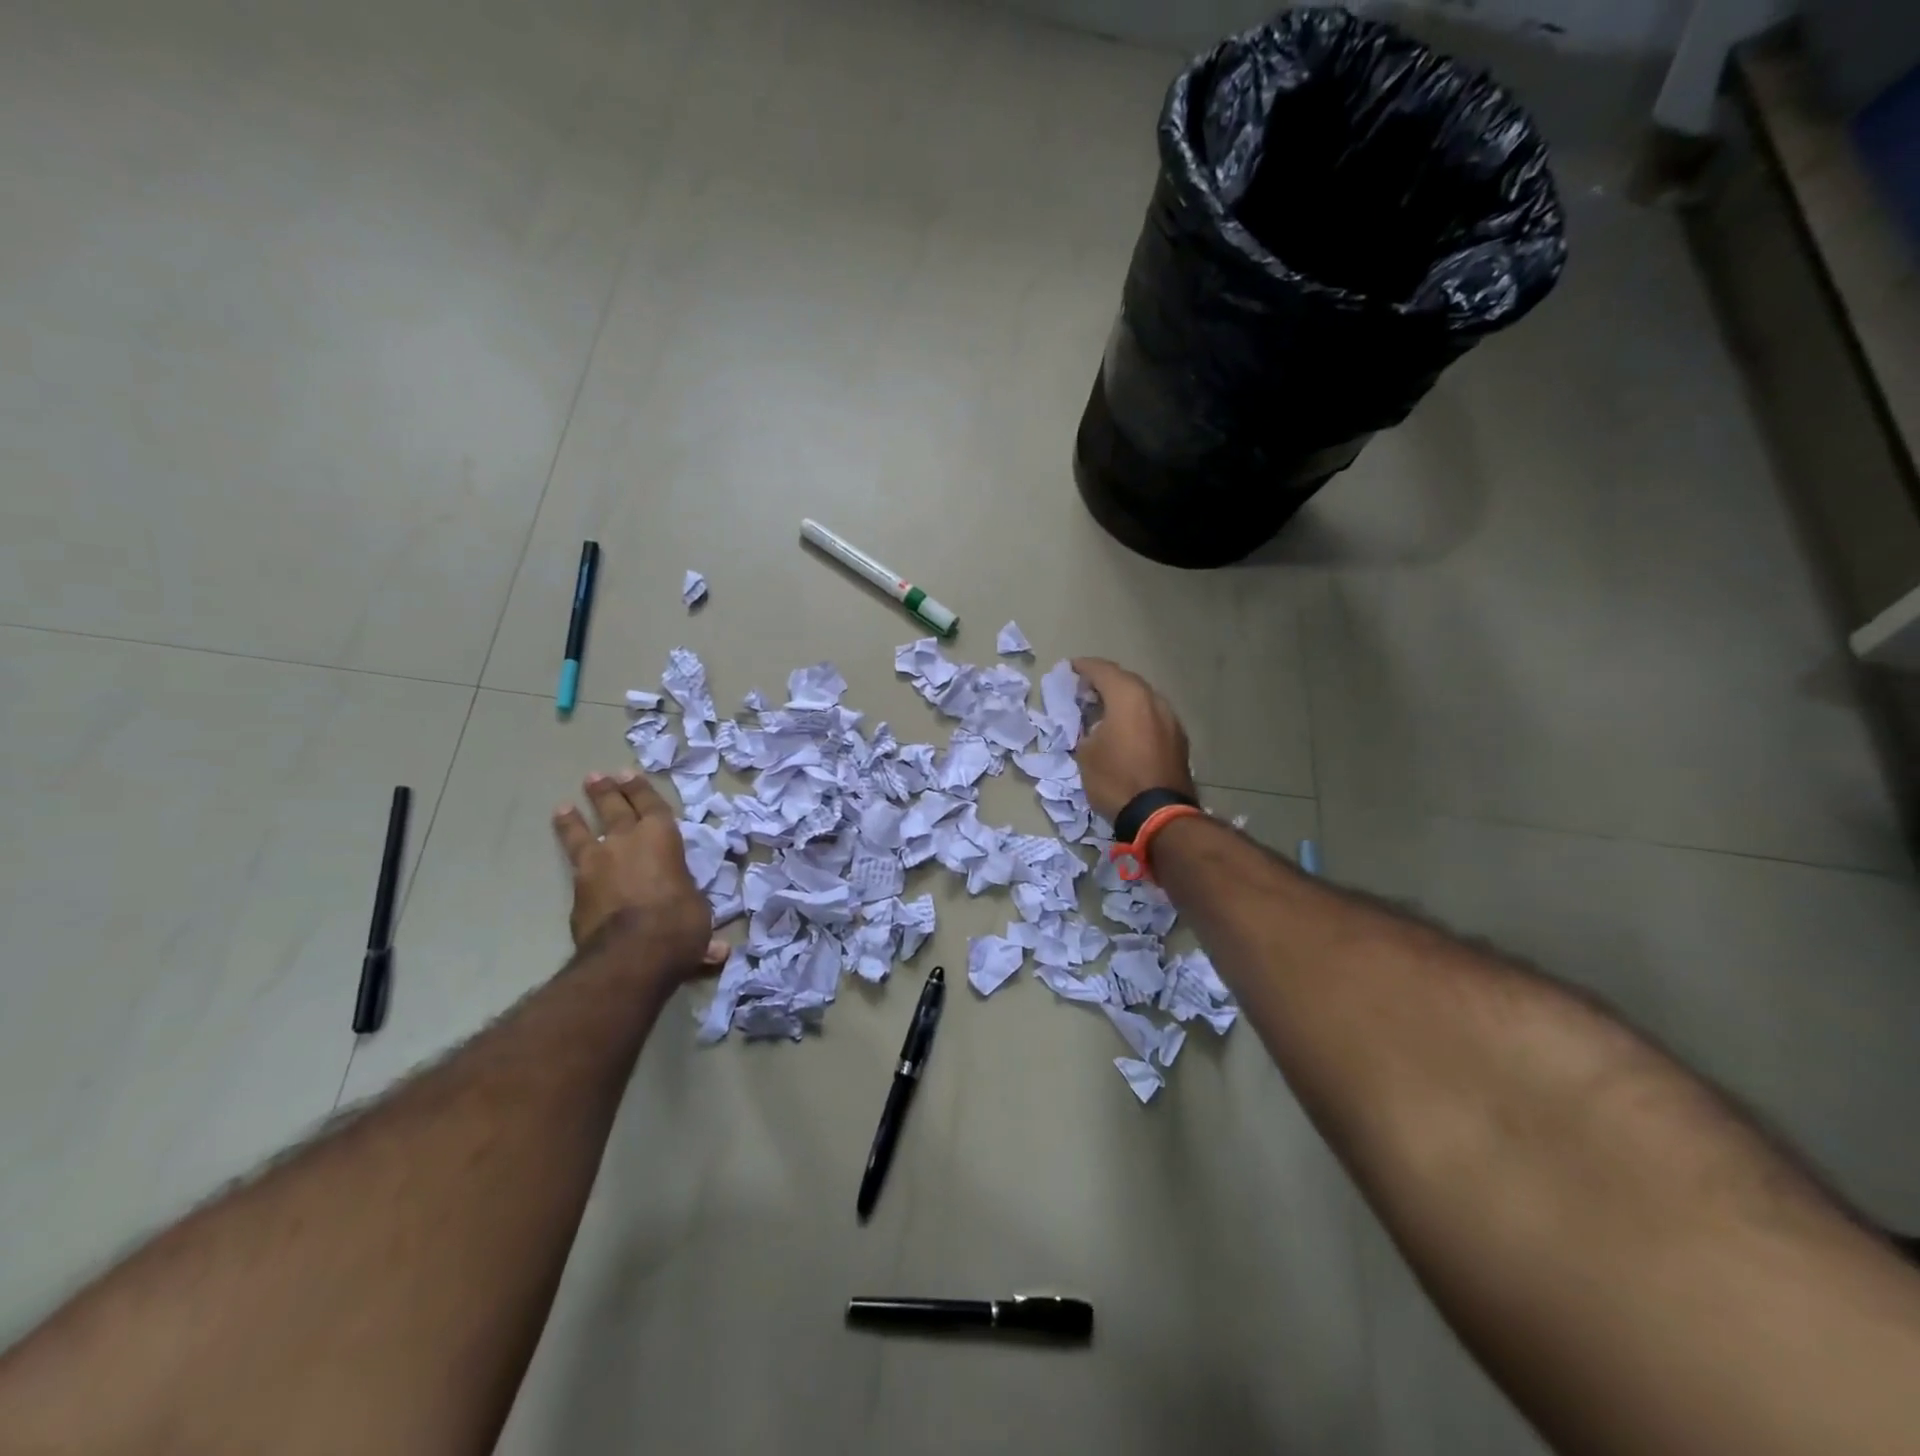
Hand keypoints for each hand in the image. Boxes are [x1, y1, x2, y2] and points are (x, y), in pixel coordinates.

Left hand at [552, 770, 726, 980]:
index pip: (651, 805)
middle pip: (613, 809)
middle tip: (596, 778)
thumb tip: (719, 952)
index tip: (628, 775)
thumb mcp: (698, 917)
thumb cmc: (678, 923)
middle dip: (606, 792)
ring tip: (564, 807)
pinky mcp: (576, 891)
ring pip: (582, 833)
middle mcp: (627, 842)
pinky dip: (570, 857)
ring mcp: (597, 864)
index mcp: (662, 838)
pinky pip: (573, 865)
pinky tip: (569, 861)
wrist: (631, 953)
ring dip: (574, 820)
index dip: (640, 790)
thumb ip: (697, 924)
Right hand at [1070, 658, 1196, 824]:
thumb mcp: (1086, 753)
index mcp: (1128, 696)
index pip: (1102, 670)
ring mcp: (1171, 720)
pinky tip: (1125, 730)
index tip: (1070, 668)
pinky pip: (1153, 718)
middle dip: (1105, 682)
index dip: (1084, 667)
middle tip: (1085, 690)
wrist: (1159, 815)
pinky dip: (1137, 717)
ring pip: (1143, 700)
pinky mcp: (1179, 740)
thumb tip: (1094, 724)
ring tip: (1104, 710)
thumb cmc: (1115, 779)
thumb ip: (1086, 728)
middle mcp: (1154, 700)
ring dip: (1123, 701)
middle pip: (1126, 681)